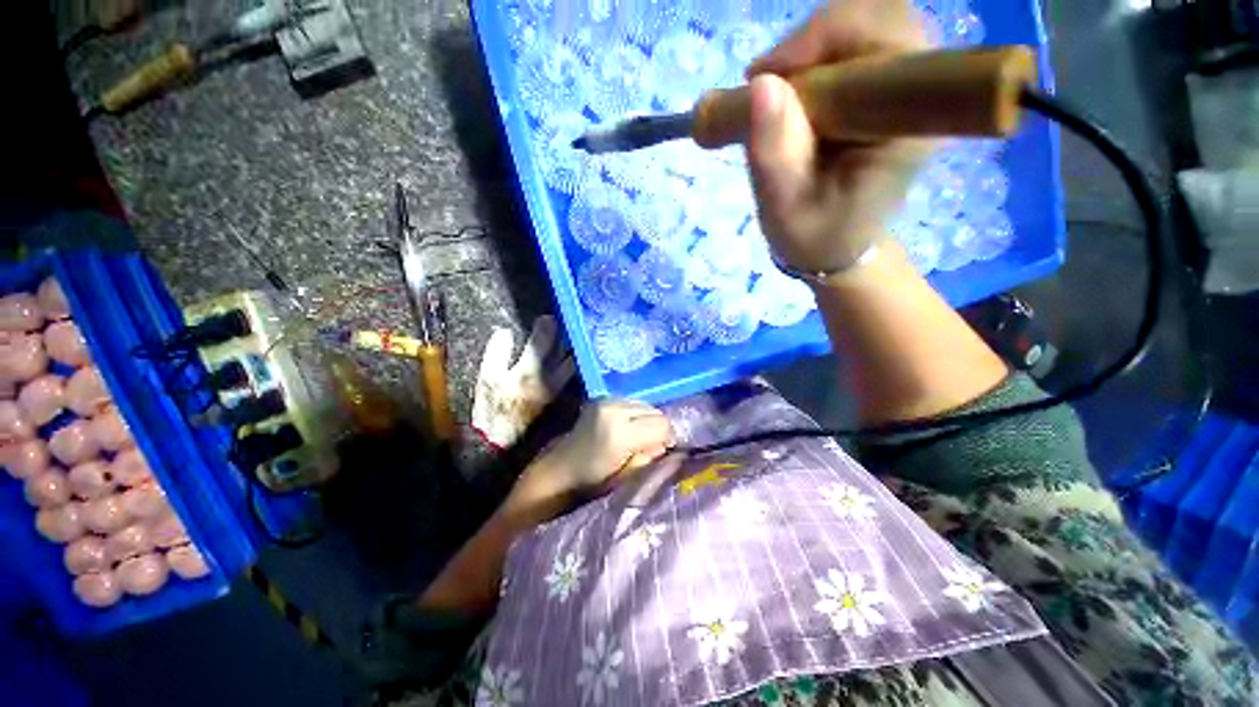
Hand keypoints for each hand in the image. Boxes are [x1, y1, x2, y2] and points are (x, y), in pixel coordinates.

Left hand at [503, 400, 673, 524]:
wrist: (557, 472)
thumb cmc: (591, 484)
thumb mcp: (627, 478)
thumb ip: (650, 457)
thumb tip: (666, 444)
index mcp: (620, 432)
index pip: (661, 424)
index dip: (668, 438)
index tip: (665, 451)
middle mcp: (613, 409)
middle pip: (654, 411)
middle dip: (657, 427)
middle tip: (652, 446)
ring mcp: (605, 401)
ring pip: (643, 404)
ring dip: (646, 420)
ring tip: (637, 437)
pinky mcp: (599, 399)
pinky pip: (630, 403)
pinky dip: (634, 414)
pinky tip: (625, 428)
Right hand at [745, 0, 934, 273]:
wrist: (834, 244)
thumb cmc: (813, 234)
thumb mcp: (784, 209)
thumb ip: (774, 154)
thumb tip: (759, 84)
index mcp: (909, 123)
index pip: (888, 38)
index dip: (825, 38)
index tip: (765, 78)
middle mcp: (919, 93)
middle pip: (877, 16)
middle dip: (811, 42)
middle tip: (763, 85)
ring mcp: (904, 86)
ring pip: (863, 22)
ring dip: (808, 49)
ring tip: (771, 94)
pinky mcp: (885, 88)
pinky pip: (853, 43)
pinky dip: (812, 57)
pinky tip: (789, 91)